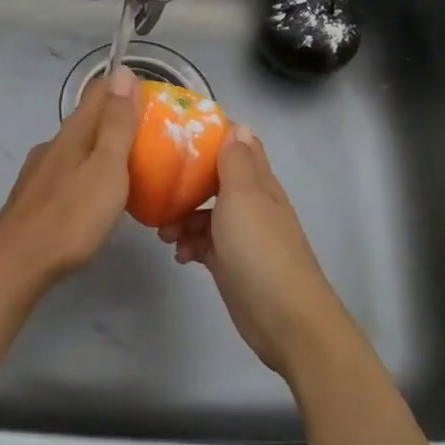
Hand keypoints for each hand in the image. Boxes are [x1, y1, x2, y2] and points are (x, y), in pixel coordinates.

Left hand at [0, 63, 138, 303]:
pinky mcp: (34, 196)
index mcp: (73, 132)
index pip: (100, 91)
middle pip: (88, 120)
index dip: (126, 89)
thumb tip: (122, 71)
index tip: (154, 101)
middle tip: (152, 138)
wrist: (17, 263)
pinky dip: (87, 173)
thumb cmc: (71, 216)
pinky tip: (95, 196)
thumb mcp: (106, 167)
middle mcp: (53, 144)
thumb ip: (116, 123)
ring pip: (77, 148)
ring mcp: (40, 171)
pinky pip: (68, 172)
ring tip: (129, 169)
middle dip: (117, 121)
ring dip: (102, 149)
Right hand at [159, 126, 356, 380]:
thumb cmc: (260, 250)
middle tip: (159, 189)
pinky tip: (179, 256)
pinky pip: (204, 244)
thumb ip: (237, 162)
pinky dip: (189, 245)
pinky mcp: (231, 263)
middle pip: (215, 181)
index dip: (212, 137)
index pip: (238, 147)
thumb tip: (238, 126)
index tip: (177, 134)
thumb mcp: (244, 197)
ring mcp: (241, 236)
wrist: (285, 319)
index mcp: (259, 183)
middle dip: (187, 183)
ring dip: (182, 218)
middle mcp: (252, 204)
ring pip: (205, 214)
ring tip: (164, 234)